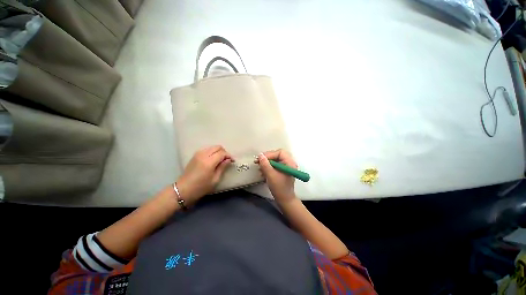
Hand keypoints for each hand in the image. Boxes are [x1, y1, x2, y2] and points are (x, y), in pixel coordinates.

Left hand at [176, 145, 233, 204]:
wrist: (183, 189)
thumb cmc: (201, 187)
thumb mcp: (215, 179)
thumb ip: (222, 167)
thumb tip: (228, 160)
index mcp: (209, 162)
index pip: (222, 153)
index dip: (229, 156)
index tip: (233, 161)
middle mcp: (203, 155)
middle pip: (217, 147)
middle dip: (224, 152)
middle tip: (227, 160)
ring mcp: (198, 154)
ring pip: (212, 147)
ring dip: (218, 151)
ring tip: (221, 159)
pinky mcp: (195, 155)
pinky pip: (207, 149)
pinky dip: (212, 152)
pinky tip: (213, 159)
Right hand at [255, 149, 296, 203]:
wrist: (284, 200)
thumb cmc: (279, 188)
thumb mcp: (271, 175)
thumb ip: (265, 164)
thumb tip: (260, 155)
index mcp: (290, 163)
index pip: (280, 152)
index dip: (270, 154)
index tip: (260, 159)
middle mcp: (289, 163)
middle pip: (277, 155)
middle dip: (267, 158)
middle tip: (259, 162)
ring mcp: (286, 167)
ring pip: (275, 160)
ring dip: (267, 163)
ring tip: (260, 169)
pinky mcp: (282, 171)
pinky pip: (275, 165)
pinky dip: (268, 167)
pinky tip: (263, 172)